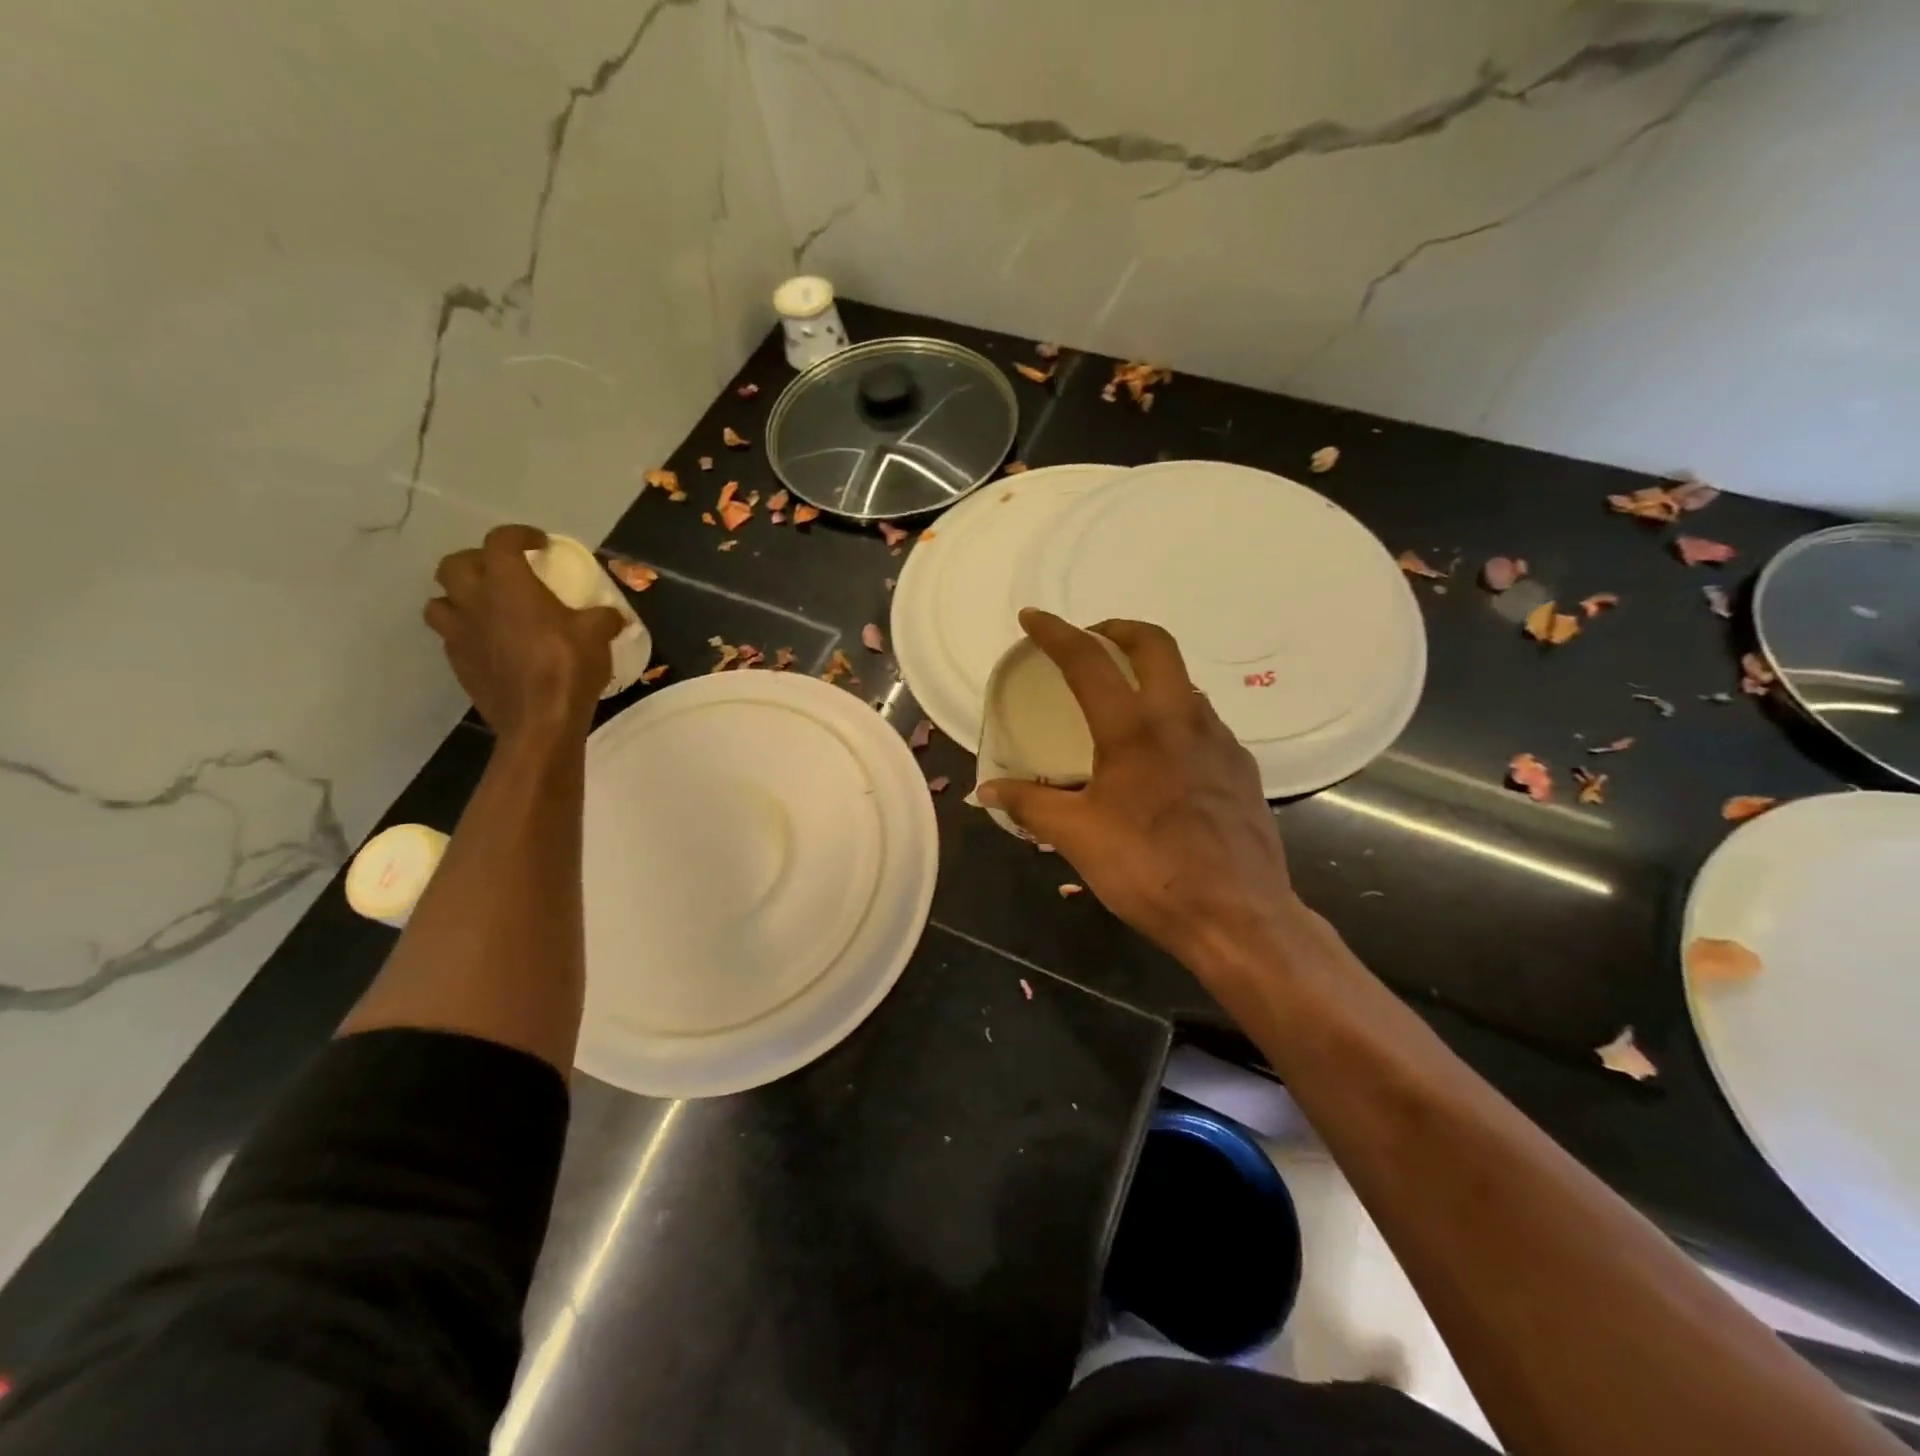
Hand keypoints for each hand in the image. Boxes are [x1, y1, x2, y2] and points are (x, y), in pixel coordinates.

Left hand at [425, 524, 624, 743]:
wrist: (539, 721)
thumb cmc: (568, 667)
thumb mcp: (598, 635)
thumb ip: (603, 617)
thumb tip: (614, 616)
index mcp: (508, 585)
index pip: (501, 541)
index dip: (520, 535)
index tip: (539, 544)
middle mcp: (475, 602)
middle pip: (454, 565)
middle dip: (477, 561)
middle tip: (503, 572)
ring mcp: (460, 635)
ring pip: (439, 602)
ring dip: (459, 598)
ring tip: (486, 607)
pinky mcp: (458, 664)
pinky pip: (452, 638)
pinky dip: (467, 633)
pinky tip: (491, 644)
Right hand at [980, 610, 1305, 980]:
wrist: (1237, 915)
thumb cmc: (1149, 870)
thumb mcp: (1077, 837)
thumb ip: (1031, 805)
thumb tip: (988, 792)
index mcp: (1134, 729)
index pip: (1088, 661)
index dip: (1056, 633)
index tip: (1032, 618)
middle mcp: (1181, 719)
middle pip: (1155, 644)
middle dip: (1119, 629)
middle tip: (1093, 639)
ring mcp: (1219, 740)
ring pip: (1184, 682)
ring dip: (1151, 673)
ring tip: (1124, 700)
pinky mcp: (1241, 767)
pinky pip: (1203, 722)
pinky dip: (1175, 715)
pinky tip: (1163, 755)